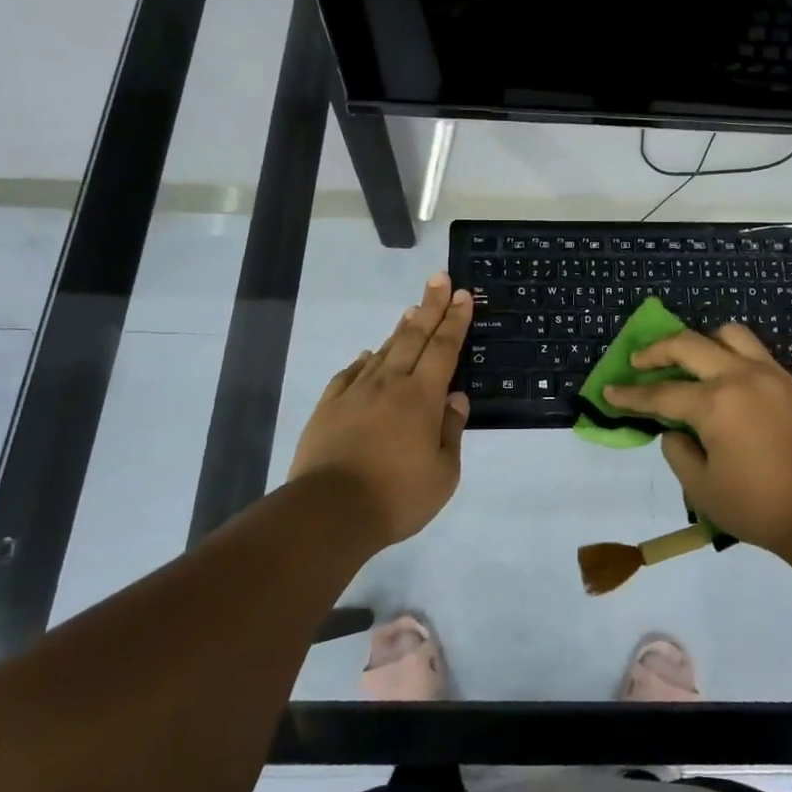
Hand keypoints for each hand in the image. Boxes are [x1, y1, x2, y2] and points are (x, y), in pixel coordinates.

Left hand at [287, 273, 472, 545]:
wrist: (328, 512)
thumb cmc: (396, 496)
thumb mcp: (442, 473)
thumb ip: (451, 431)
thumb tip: (456, 398)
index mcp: (421, 397)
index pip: (443, 348)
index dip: (455, 320)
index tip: (463, 294)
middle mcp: (389, 384)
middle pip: (413, 337)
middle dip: (430, 306)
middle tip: (439, 278)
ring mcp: (355, 393)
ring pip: (383, 352)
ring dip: (401, 329)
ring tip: (412, 310)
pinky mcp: (329, 408)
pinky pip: (349, 374)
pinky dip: (363, 361)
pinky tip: (367, 356)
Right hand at [604, 324, 791, 556]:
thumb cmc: (759, 506)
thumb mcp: (702, 489)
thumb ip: (678, 452)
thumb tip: (675, 430)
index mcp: (715, 403)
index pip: (661, 394)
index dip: (630, 395)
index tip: (609, 391)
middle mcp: (740, 377)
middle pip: (689, 345)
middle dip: (657, 351)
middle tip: (639, 362)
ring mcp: (771, 375)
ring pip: (730, 335)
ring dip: (702, 341)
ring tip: (691, 361)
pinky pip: (756, 353)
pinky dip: (732, 355)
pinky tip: (726, 379)